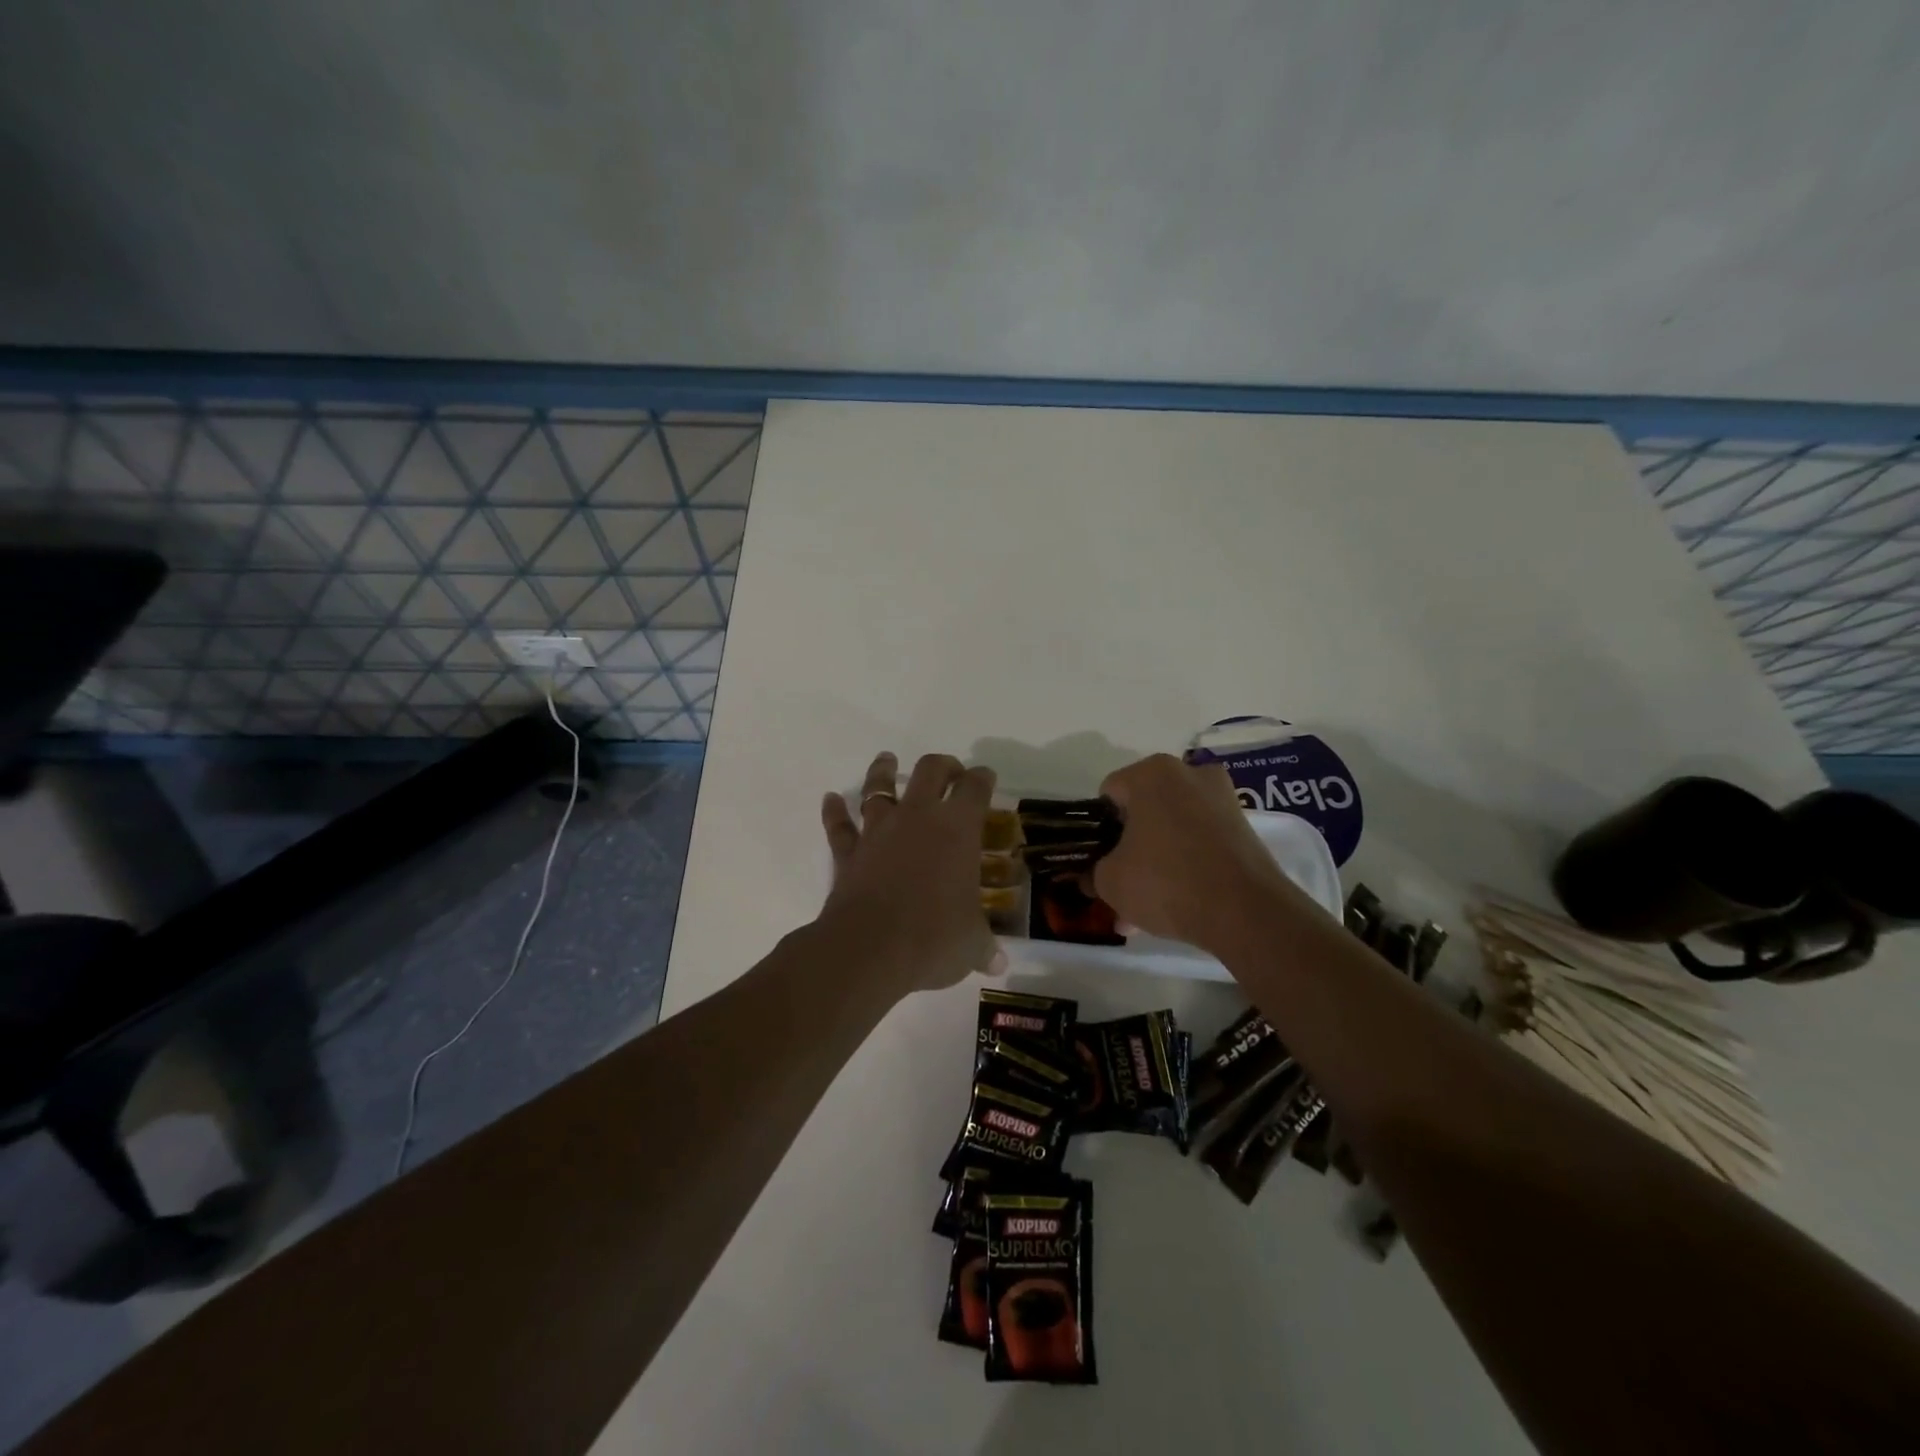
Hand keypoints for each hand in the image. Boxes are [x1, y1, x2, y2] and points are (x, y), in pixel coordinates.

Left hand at [818, 752, 1006, 993]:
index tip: (986, 778)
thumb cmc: (933, 938)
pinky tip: (830, 799)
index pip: (975, 788)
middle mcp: (918, 817)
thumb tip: (999, 965)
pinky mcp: (848, 852)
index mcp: (958, 828)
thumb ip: (984, 947)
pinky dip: (834, 811)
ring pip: (879, 787)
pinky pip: (839, 826)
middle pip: (930, 770)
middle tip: (950, 772)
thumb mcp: (970, 945)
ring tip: (887, 759)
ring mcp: (879, 830)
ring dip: (883, 771)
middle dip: (943, 766)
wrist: (869, 948)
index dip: (983, 778)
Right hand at [1092, 753, 1298, 952]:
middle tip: (1119, 885)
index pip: (1109, 794)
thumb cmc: (1166, 881)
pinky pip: (1199, 842)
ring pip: (1172, 829)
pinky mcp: (1243, 827)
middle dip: (1128, 848)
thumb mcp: (1110, 882)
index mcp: (1151, 773)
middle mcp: (1188, 774)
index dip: (1097, 829)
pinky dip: (1186, 865)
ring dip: (1155, 861)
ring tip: (1143, 909)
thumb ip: (1093, 873)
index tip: (1097, 859)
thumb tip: (1091, 877)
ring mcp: (1221, 798)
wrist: (1245, 913)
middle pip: (1143, 811)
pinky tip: (1174, 904)